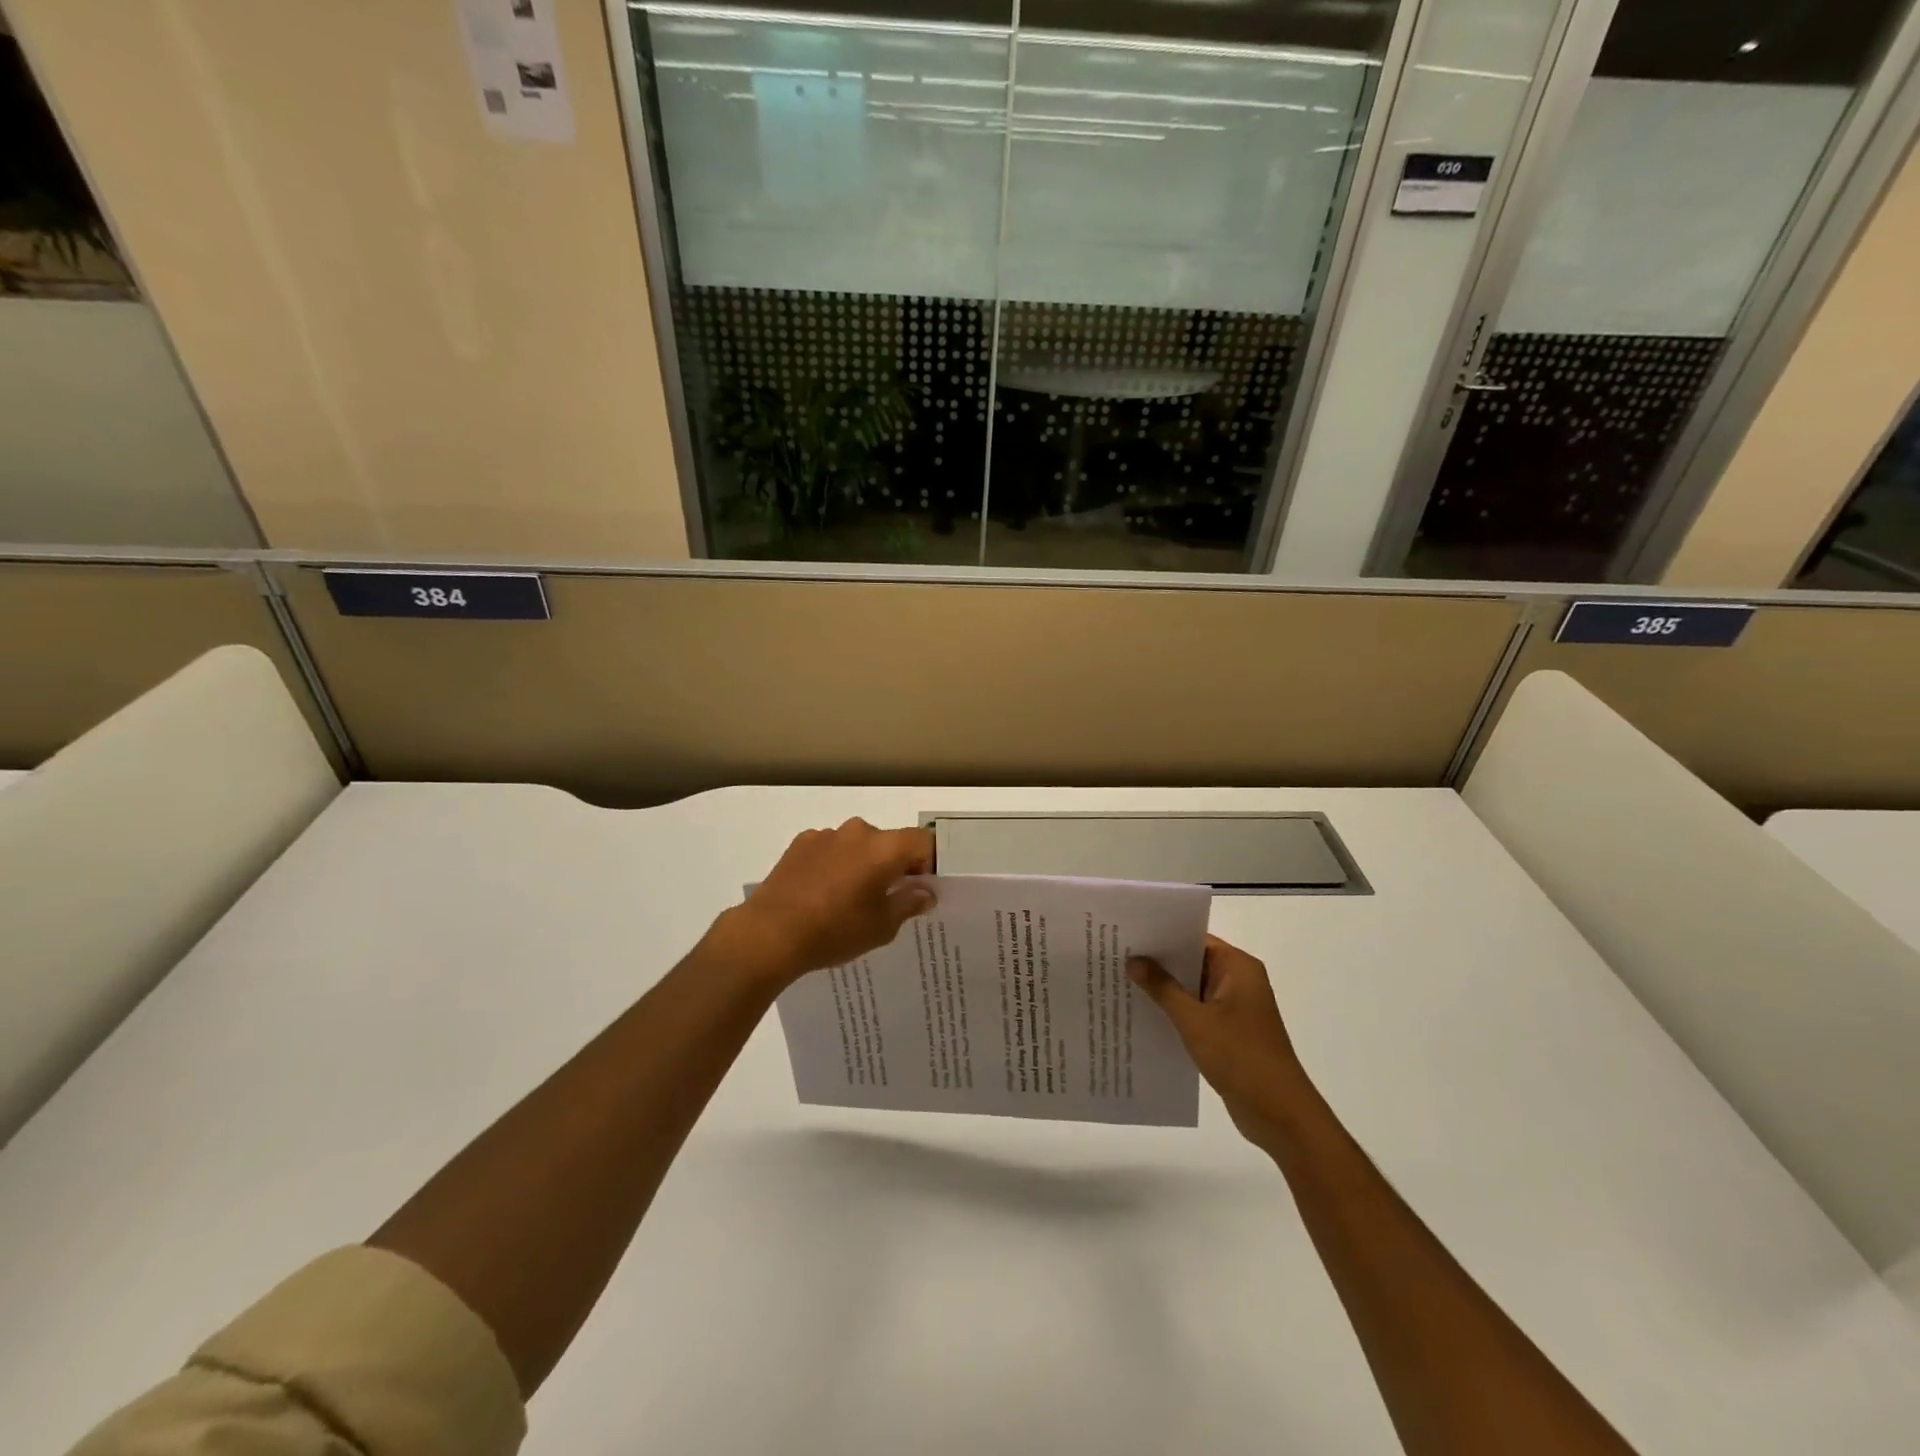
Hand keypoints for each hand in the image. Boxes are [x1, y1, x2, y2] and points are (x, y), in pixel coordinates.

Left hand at [717, 819, 935, 986]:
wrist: (769, 934)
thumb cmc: (835, 931)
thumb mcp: (881, 926)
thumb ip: (909, 903)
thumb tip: (925, 892)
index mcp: (884, 848)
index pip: (922, 841)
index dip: (928, 862)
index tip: (921, 887)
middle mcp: (858, 832)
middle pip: (889, 841)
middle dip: (894, 864)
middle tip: (887, 897)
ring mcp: (826, 835)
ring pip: (858, 844)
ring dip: (862, 863)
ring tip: (849, 898)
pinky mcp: (800, 843)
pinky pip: (830, 849)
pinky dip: (835, 863)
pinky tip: (822, 893)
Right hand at [1130, 936, 1311, 1151]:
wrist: (1279, 1114)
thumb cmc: (1240, 1056)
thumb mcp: (1194, 1020)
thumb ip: (1162, 987)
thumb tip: (1133, 960)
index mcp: (1238, 967)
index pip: (1194, 938)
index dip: (1161, 936)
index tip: (1127, 935)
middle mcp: (1239, 981)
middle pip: (1192, 962)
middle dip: (1158, 963)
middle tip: (1116, 957)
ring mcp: (1236, 1007)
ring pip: (1192, 988)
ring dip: (1164, 989)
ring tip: (1122, 982)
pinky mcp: (1230, 1031)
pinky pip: (1197, 1011)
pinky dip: (1175, 1011)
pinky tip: (1144, 1014)